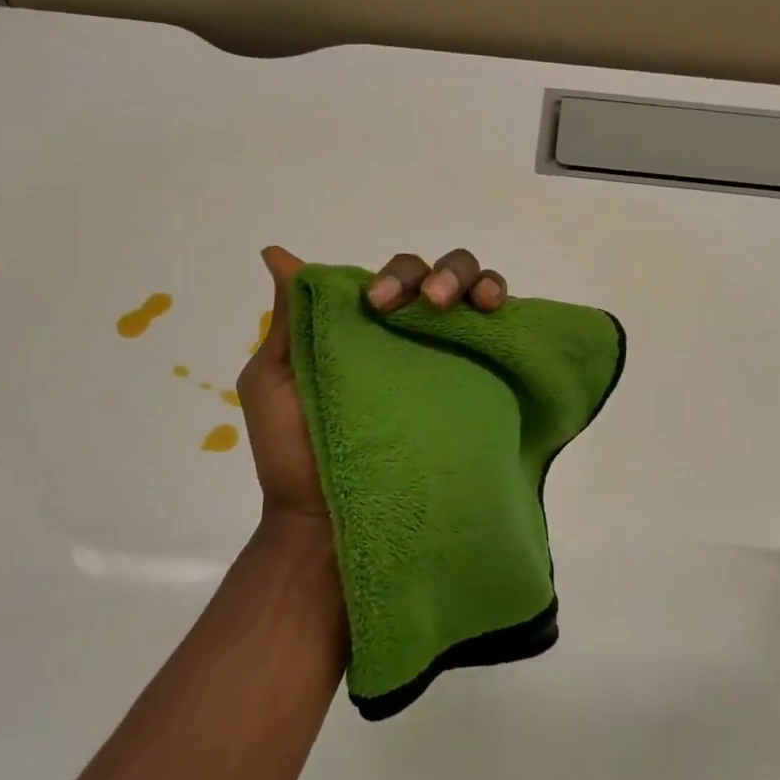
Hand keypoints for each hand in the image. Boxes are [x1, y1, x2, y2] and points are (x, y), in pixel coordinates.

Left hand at [239, 247, 510, 525]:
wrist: (326, 525)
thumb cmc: (292, 454)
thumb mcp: (274, 380)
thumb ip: (290, 319)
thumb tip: (277, 254)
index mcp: (368, 329)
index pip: (397, 277)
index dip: (397, 276)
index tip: (380, 303)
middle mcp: (411, 340)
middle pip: (441, 279)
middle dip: (443, 276)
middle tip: (433, 303)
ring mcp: (446, 365)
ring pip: (476, 299)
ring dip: (478, 286)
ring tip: (476, 306)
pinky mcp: (473, 393)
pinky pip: (499, 342)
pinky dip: (505, 317)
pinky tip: (497, 317)